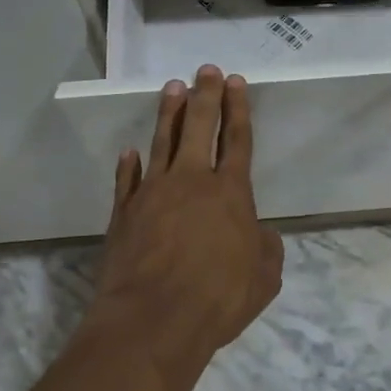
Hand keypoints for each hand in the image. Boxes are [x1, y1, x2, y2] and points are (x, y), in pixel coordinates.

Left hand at [89, 65, 283, 384]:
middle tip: (206, 70)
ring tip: (173, 87)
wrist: (153, 320)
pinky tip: (130, 151)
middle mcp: (192, 182)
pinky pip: (128, 180)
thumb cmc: (218, 297)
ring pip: (163, 142)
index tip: (236, 81)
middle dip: (206, 95)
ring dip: (169, 113)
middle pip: (199, 127)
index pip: (237, 139)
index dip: (238, 109)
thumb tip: (261, 235)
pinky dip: (129, 164)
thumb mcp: (264, 278)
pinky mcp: (125, 213)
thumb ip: (266, 249)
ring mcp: (153, 193)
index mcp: (230, 192)